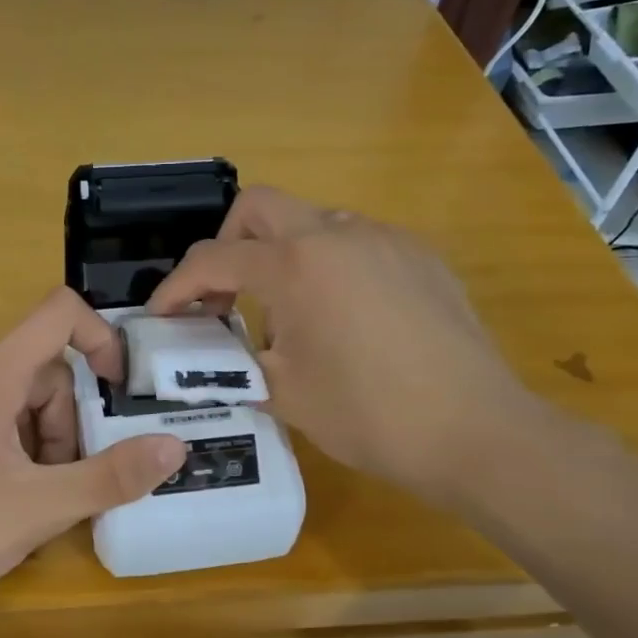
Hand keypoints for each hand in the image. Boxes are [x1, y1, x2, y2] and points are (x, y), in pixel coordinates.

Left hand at [0, 288, 186, 626]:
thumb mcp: (42, 509)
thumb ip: (112, 475)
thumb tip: (174, 447)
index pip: (56, 313)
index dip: (99, 337)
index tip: (114, 387)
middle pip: (34, 372)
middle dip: (59, 424)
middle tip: (55, 484)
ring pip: (2, 396)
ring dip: (29, 438)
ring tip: (19, 498)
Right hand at [147, 186, 546, 508]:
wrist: (476, 431)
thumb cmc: (369, 414)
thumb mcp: (284, 394)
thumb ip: (236, 363)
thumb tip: (216, 356)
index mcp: (296, 265)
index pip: (214, 259)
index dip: (176, 287)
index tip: (160, 315)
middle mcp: (339, 233)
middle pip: (260, 207)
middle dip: (227, 245)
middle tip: (222, 298)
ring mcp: (386, 239)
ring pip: (312, 222)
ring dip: (281, 255)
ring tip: (287, 314)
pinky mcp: (421, 257)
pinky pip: (356, 243)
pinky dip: (328, 266)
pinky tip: (343, 318)